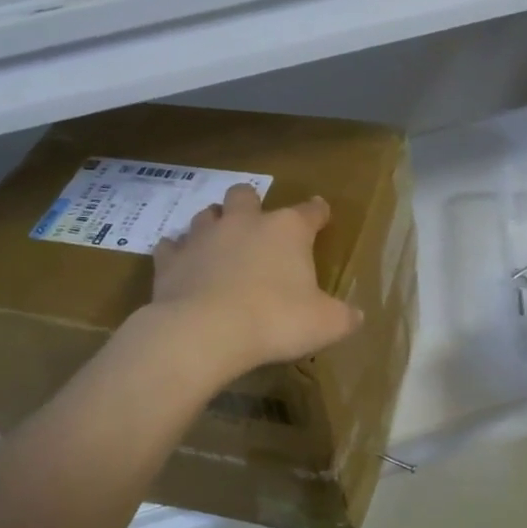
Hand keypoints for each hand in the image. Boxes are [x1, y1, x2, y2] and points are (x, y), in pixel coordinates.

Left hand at [149, 184, 362, 375]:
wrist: (205, 332)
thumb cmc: (275, 320)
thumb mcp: (325, 324)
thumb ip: (343, 317)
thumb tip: (356, 316)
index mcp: (286, 230)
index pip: (310, 211)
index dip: (318, 212)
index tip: (321, 214)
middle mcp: (244, 222)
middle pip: (246, 195)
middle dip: (251, 204)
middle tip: (255, 224)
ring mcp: (203, 237)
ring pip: (207, 215)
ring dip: (214, 225)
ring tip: (219, 244)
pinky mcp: (171, 259)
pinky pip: (172, 247)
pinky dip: (178, 253)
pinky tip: (182, 266)